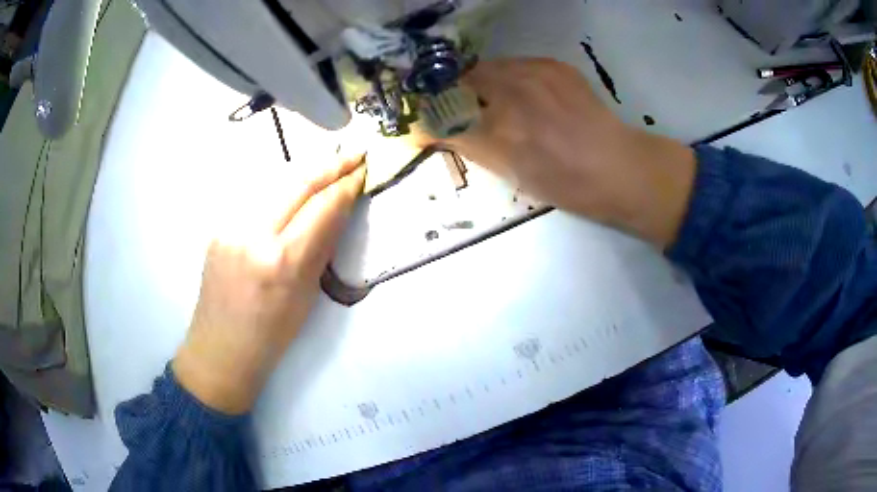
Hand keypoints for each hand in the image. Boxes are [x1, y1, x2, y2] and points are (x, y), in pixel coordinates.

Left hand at [172, 152, 365, 414]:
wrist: (221, 347)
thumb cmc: (272, 334)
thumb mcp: (307, 295)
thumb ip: (321, 247)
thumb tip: (337, 211)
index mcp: (282, 261)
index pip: (321, 208)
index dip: (345, 186)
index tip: (363, 170)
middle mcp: (253, 234)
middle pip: (298, 183)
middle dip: (330, 165)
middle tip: (354, 153)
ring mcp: (231, 227)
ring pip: (274, 184)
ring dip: (305, 172)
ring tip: (329, 163)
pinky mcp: (218, 227)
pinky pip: (255, 199)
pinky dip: (279, 189)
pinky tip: (292, 188)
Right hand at [446, 58, 696, 247]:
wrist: (618, 167)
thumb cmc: (565, 183)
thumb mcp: (510, 172)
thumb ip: (467, 145)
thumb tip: (432, 130)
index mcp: (498, 128)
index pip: (445, 111)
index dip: (434, 112)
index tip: (433, 117)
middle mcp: (512, 91)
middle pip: (464, 79)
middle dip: (458, 92)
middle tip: (467, 108)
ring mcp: (536, 73)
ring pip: (491, 68)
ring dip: (485, 81)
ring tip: (501, 101)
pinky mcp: (555, 66)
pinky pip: (519, 64)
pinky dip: (513, 76)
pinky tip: (528, 94)